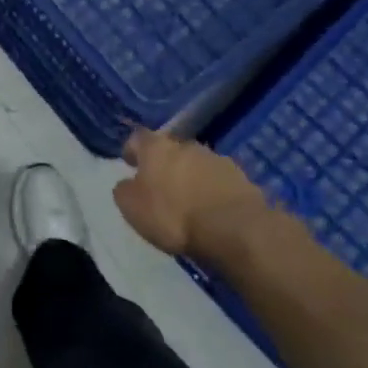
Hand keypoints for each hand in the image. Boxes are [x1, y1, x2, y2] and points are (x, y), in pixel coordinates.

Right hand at [114, 127, 274, 265]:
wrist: (235, 229)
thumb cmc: (174, 215)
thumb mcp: (132, 208)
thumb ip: (124, 190)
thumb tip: (127, 184)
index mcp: (156, 147)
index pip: (137, 137)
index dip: (132, 150)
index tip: (130, 163)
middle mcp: (186, 145)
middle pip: (170, 149)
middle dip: (165, 163)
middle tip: (160, 184)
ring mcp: (217, 160)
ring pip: (197, 164)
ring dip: (191, 177)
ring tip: (190, 201)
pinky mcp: (243, 179)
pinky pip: (220, 182)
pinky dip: (214, 191)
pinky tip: (213, 211)